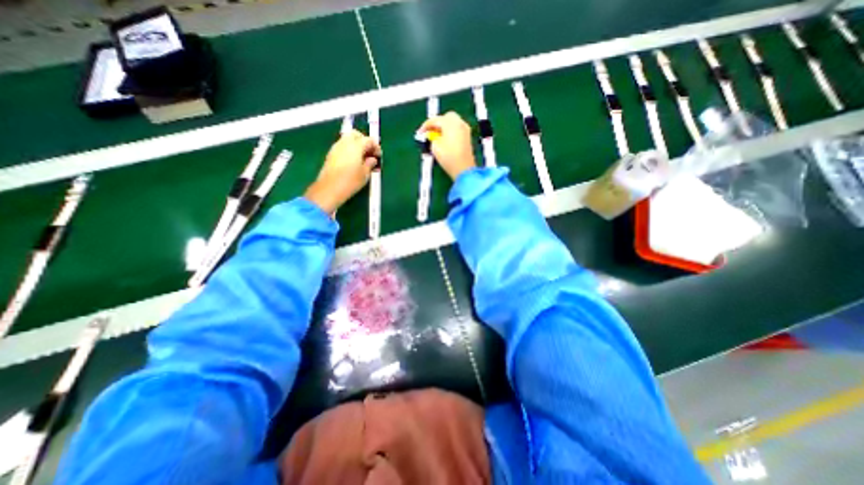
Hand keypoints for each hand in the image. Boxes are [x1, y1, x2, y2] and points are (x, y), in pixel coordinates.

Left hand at [307, 128, 380, 214]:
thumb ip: (370, 164)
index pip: (369, 140)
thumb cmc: (350, 181)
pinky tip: (353, 161)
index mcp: (356, 146)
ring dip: (357, 145)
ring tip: (363, 159)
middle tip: (370, 153)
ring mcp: (336, 147)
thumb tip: (372, 159)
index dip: (376, 147)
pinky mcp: (331, 154)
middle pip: (356, 134)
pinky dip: (350, 150)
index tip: (379, 156)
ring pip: (348, 139)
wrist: (329, 189)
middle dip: (365, 141)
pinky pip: (343, 146)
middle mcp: (345, 143)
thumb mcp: (365, 174)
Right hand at [417, 111, 475, 180]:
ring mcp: (465, 130)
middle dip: (437, 123)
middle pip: (446, 117)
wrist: (463, 169)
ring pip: (453, 122)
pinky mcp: (468, 137)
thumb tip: (431, 135)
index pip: (435, 119)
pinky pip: (457, 129)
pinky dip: (450, 131)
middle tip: (430, 132)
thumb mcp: (434, 147)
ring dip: (444, 127)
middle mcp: (459, 123)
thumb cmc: (449, 158)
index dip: (425, 126)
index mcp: (450, 123)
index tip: (420, 132)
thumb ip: (431, 137)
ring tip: (437, 136)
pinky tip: (445, 139)